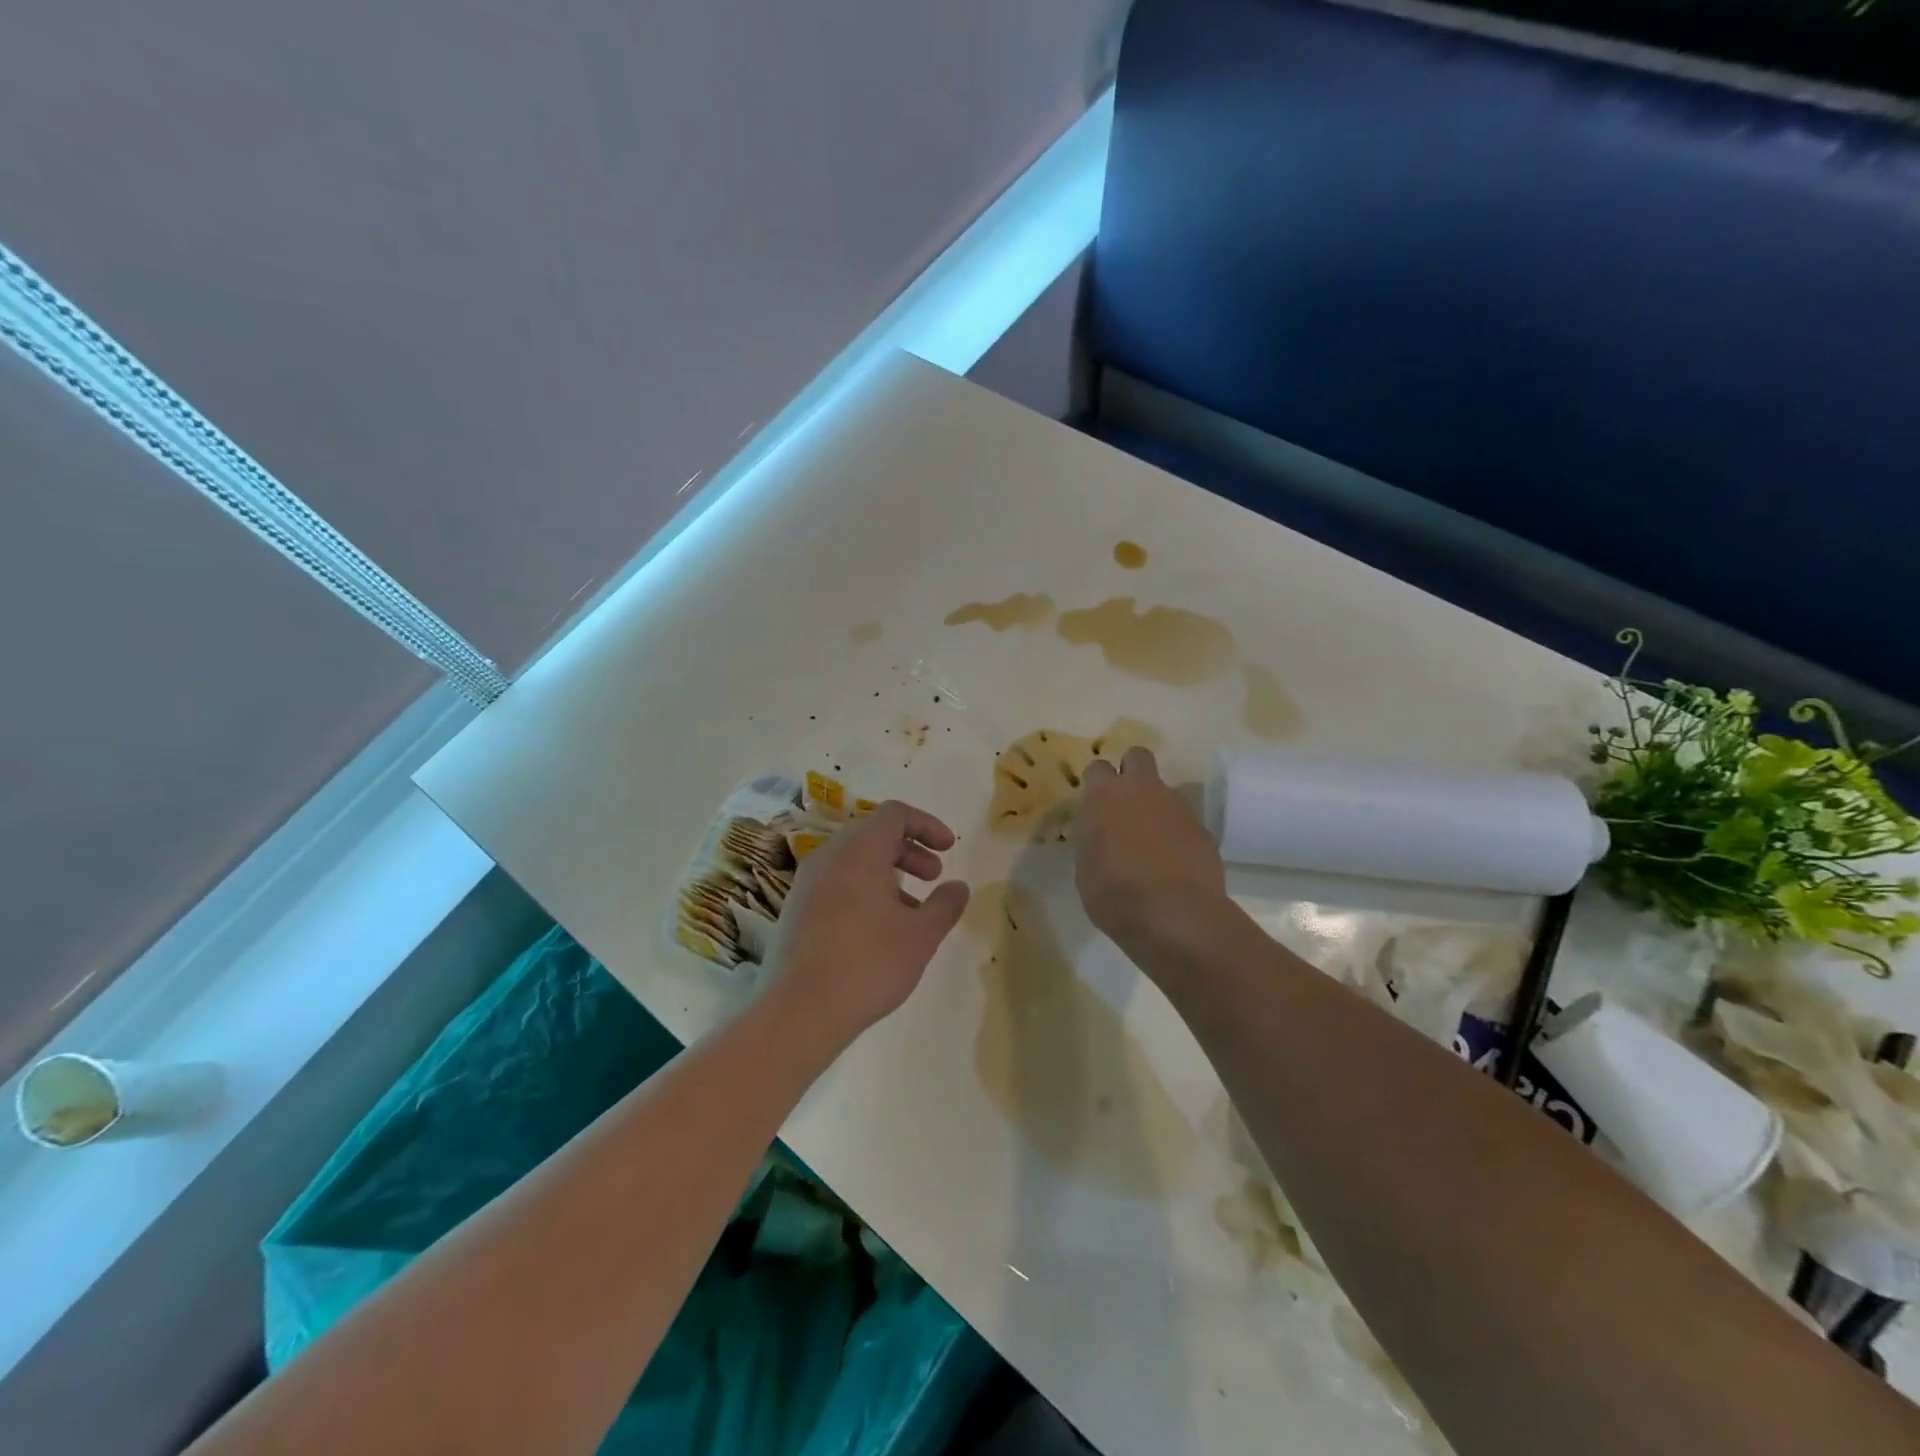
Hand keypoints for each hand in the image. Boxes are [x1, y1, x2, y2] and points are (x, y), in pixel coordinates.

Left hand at [762, 800, 970, 1052]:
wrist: (798, 1012)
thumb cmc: (867, 964)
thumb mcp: (921, 935)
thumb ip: (945, 904)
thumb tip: (958, 887)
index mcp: (859, 851)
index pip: (894, 813)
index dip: (926, 824)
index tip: (948, 849)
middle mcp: (828, 857)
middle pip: (874, 834)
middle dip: (909, 850)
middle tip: (933, 876)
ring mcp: (806, 883)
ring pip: (854, 860)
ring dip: (888, 873)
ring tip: (912, 910)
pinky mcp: (795, 910)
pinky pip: (837, 883)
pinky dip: (864, 890)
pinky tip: (879, 930)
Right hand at [1076, 747, 1227, 956]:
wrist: (1174, 915)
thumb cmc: (1114, 895)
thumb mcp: (1086, 869)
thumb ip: (1093, 841)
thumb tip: (1102, 837)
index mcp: (1104, 796)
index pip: (1097, 769)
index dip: (1097, 785)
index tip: (1095, 806)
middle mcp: (1141, 790)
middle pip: (1137, 757)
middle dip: (1132, 773)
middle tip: (1126, 805)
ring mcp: (1176, 806)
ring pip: (1165, 790)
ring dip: (1157, 807)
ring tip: (1153, 843)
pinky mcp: (1202, 827)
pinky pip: (1185, 820)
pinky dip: (1178, 834)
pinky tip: (1174, 862)